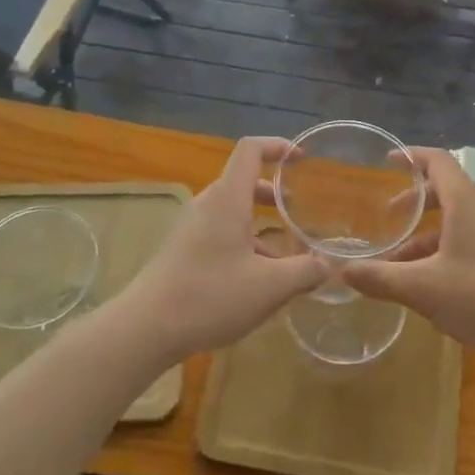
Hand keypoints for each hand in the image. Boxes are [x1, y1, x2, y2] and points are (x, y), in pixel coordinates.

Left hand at [128, 137, 323, 359]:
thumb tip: (328, 265)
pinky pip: (220, 233)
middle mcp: (208, 205)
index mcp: (227, 199)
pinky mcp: (183, 251)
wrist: (146, 328)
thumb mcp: (269, 287)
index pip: (250, 150)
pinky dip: (244, 242)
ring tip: (286, 254)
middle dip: (273, 193)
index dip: (277, 146)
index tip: (302, 159)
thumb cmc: (210, 296)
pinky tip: (258, 279)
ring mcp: (192, 228)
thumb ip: (305, 272)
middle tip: (298, 212)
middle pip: (243, 182)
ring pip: (232, 211)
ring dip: (260, 223)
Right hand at [344, 149, 474, 361]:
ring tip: (400, 265)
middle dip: (415, 203)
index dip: (411, 156)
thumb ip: (380, 278)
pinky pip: (471, 242)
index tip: (387, 161)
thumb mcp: (423, 288)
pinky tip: (432, 287)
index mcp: (465, 202)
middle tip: (389, 218)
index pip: (437, 162)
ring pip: (458, 223)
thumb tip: (342, 272)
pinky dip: (446, 252)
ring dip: (427, 237)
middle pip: (446, 192)